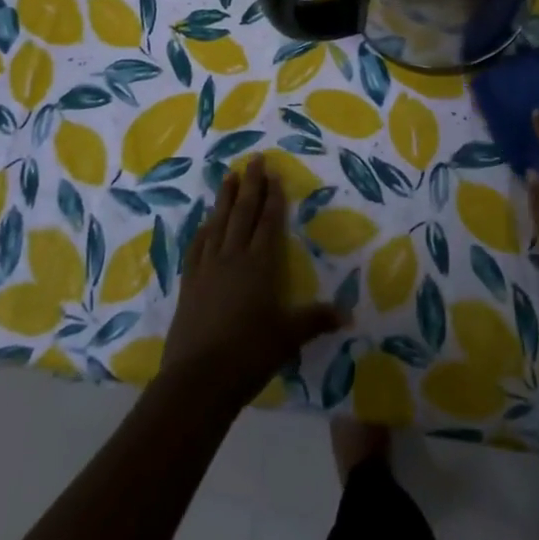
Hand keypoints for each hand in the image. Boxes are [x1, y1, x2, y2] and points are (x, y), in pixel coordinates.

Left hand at [162, 155, 343, 406]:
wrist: (198, 379)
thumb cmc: (250, 354)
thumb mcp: (289, 337)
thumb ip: (316, 320)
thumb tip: (349, 314)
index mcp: (260, 264)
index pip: (269, 222)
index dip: (273, 197)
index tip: (274, 173)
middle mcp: (233, 257)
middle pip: (243, 213)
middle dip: (251, 185)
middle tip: (254, 160)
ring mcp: (207, 268)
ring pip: (218, 223)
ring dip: (224, 198)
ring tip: (229, 176)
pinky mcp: (189, 283)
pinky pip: (197, 246)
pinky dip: (203, 229)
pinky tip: (205, 222)